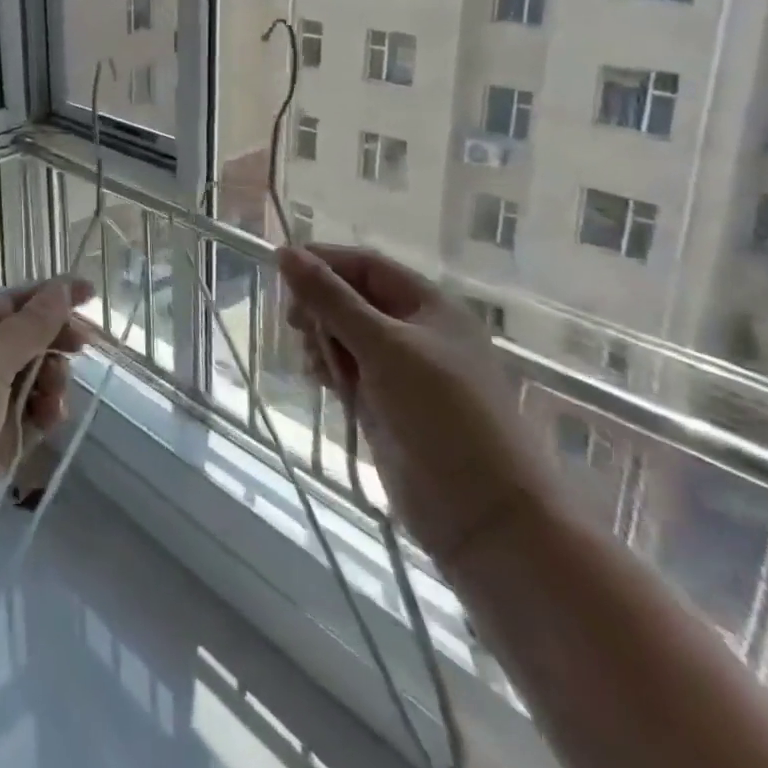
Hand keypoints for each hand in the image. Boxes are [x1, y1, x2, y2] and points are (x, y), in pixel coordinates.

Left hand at [0, 279, 93, 515]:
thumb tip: (61, 287)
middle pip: (20, 340)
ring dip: (50, 381)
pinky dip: (41, 414)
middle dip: (51, 341)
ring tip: (55, 401)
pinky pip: (25, 416)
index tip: (90, 293)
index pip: (8, 303)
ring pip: (27, 379)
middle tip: (82, 349)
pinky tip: (50, 422)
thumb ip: (28, 326)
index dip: (48, 295)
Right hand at [277, 244, 561, 571]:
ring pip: (346, 335)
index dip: (324, 262)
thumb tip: (285, 252)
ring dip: (322, 339)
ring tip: (315, 362)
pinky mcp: (388, 405)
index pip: (366, 265)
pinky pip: (348, 370)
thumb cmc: (441, 415)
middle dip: (320, 306)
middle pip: (353, 298)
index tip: (282, 272)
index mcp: (429, 307)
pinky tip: (320, 379)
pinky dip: (330, 368)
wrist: (485, 516)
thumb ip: (330, 298)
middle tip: (296, 325)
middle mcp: (417, 332)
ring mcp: (403, 371)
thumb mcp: (383, 346)